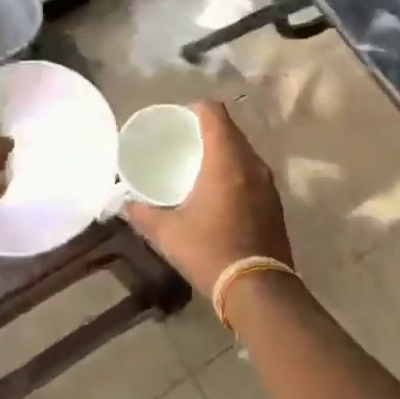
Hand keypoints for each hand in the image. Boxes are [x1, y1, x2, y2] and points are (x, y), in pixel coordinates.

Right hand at [123, 100, 291, 294]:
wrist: (259, 290)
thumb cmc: (211, 251)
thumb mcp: (169, 234)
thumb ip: (143, 214)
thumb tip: (124, 204)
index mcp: (226, 159)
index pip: (215, 112)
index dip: (196, 108)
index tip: (180, 119)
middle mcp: (251, 163)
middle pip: (231, 129)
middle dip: (209, 128)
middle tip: (186, 142)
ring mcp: (268, 182)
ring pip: (244, 150)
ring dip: (225, 150)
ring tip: (202, 164)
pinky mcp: (275, 201)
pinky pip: (254, 171)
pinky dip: (238, 170)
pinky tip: (222, 190)